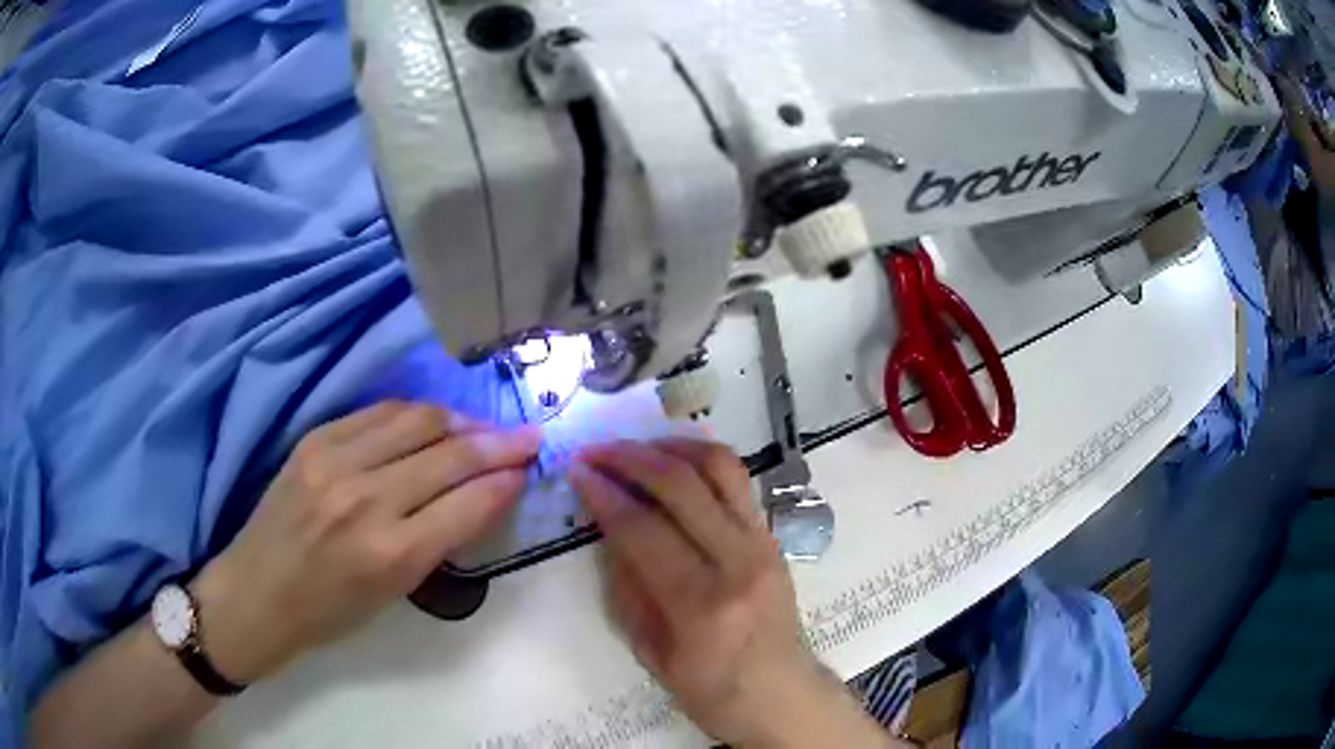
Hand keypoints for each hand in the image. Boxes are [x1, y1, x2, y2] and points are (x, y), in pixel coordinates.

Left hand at [191, 402, 540, 683]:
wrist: (257, 592)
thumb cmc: (329, 612)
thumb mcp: (394, 594)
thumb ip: (437, 541)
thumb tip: (478, 497)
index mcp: (392, 554)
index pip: (468, 503)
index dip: (505, 481)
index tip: (528, 469)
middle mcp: (367, 500)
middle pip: (449, 455)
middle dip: (498, 443)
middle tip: (527, 437)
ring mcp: (335, 462)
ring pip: (417, 420)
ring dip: (459, 420)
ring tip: (481, 427)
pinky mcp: (314, 440)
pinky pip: (377, 412)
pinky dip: (413, 414)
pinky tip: (430, 421)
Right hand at [570, 440, 891, 746]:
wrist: (783, 695)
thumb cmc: (712, 691)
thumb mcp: (652, 653)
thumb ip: (628, 587)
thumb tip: (609, 529)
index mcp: (701, 605)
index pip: (643, 529)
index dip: (604, 494)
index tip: (577, 470)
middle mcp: (738, 562)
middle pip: (681, 486)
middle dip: (630, 458)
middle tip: (596, 450)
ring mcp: (763, 543)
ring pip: (719, 467)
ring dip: (671, 446)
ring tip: (635, 446)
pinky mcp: (773, 536)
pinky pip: (737, 481)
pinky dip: (700, 460)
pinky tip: (673, 462)